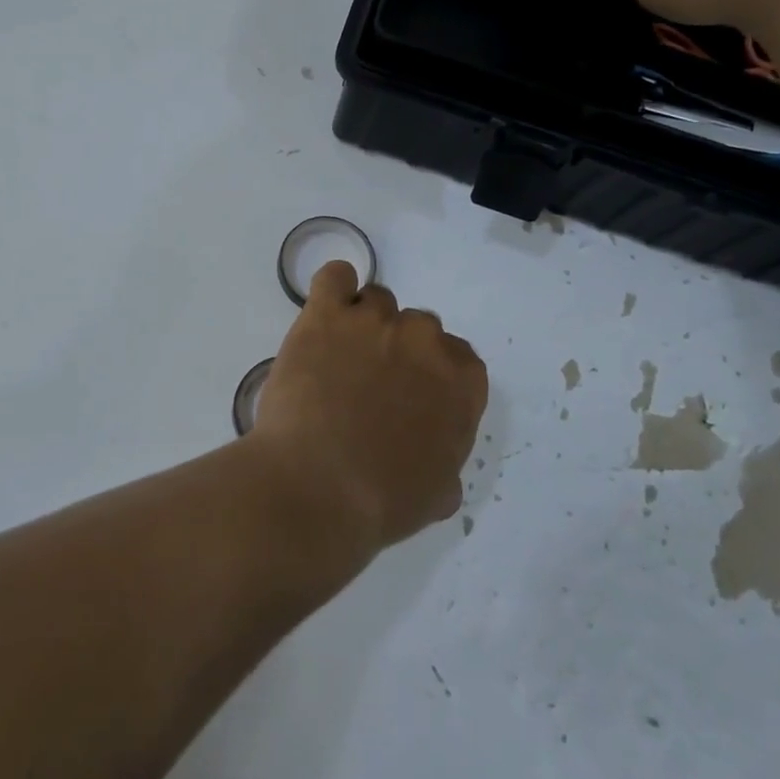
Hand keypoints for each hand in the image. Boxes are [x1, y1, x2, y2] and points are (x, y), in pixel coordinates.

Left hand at [247, 261, 487, 551]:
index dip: (432, 377)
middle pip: (418, 329)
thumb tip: (437, 466)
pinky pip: (335, 278)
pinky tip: (325, 310)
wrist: (318, 486)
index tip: (410, 396)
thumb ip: (445, 463)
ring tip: (336, 357)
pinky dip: (333, 288)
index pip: (459, 360)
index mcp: (461, 382)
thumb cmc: (381, 501)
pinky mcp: (326, 315)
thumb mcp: (435, 495)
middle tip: (369, 383)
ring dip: (363, 323)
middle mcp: (424, 340)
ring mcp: (375, 321)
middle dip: (398, 351)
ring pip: (377, 301)